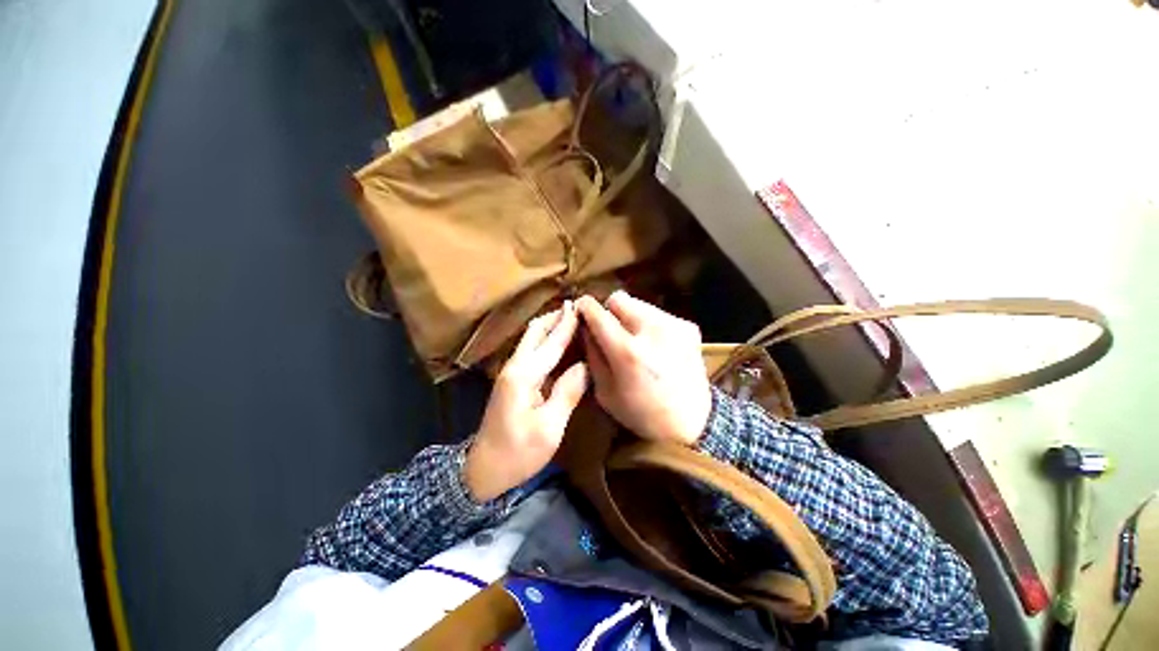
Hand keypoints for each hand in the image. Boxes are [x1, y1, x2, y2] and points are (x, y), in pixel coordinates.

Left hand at [464, 301, 588, 501]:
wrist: (483, 470)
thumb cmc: (518, 453)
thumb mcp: (549, 428)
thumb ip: (567, 392)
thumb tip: (585, 366)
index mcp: (524, 376)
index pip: (551, 343)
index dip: (567, 324)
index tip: (582, 306)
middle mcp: (514, 366)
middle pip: (535, 332)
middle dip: (556, 317)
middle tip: (578, 307)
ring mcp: (510, 372)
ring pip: (530, 338)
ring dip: (550, 325)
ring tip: (571, 317)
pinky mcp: (512, 379)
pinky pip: (531, 350)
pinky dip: (545, 339)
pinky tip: (557, 341)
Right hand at [577, 291, 711, 445]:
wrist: (692, 424)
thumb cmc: (641, 413)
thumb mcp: (604, 391)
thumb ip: (592, 354)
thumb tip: (585, 326)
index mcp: (627, 351)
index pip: (598, 312)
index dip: (585, 307)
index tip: (581, 310)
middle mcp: (652, 330)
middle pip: (618, 299)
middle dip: (610, 312)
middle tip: (612, 333)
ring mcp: (674, 325)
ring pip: (639, 304)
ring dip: (631, 317)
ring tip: (636, 341)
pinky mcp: (689, 326)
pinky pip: (658, 314)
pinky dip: (650, 324)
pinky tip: (656, 346)